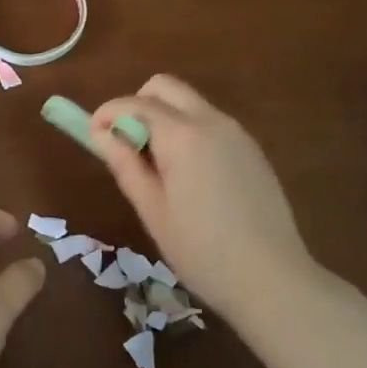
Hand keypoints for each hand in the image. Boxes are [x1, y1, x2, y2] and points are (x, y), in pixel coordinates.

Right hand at [92, 75, 318, 319]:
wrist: (273, 280)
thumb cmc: (202, 251)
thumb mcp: (152, 210)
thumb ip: (124, 163)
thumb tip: (99, 132)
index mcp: (182, 135)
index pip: (134, 103)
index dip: (107, 113)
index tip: (93, 135)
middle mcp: (211, 121)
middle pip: (164, 87)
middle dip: (137, 104)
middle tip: (128, 145)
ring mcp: (236, 132)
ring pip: (189, 103)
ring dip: (164, 118)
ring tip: (158, 168)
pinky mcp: (252, 149)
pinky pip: (210, 123)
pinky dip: (188, 132)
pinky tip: (191, 178)